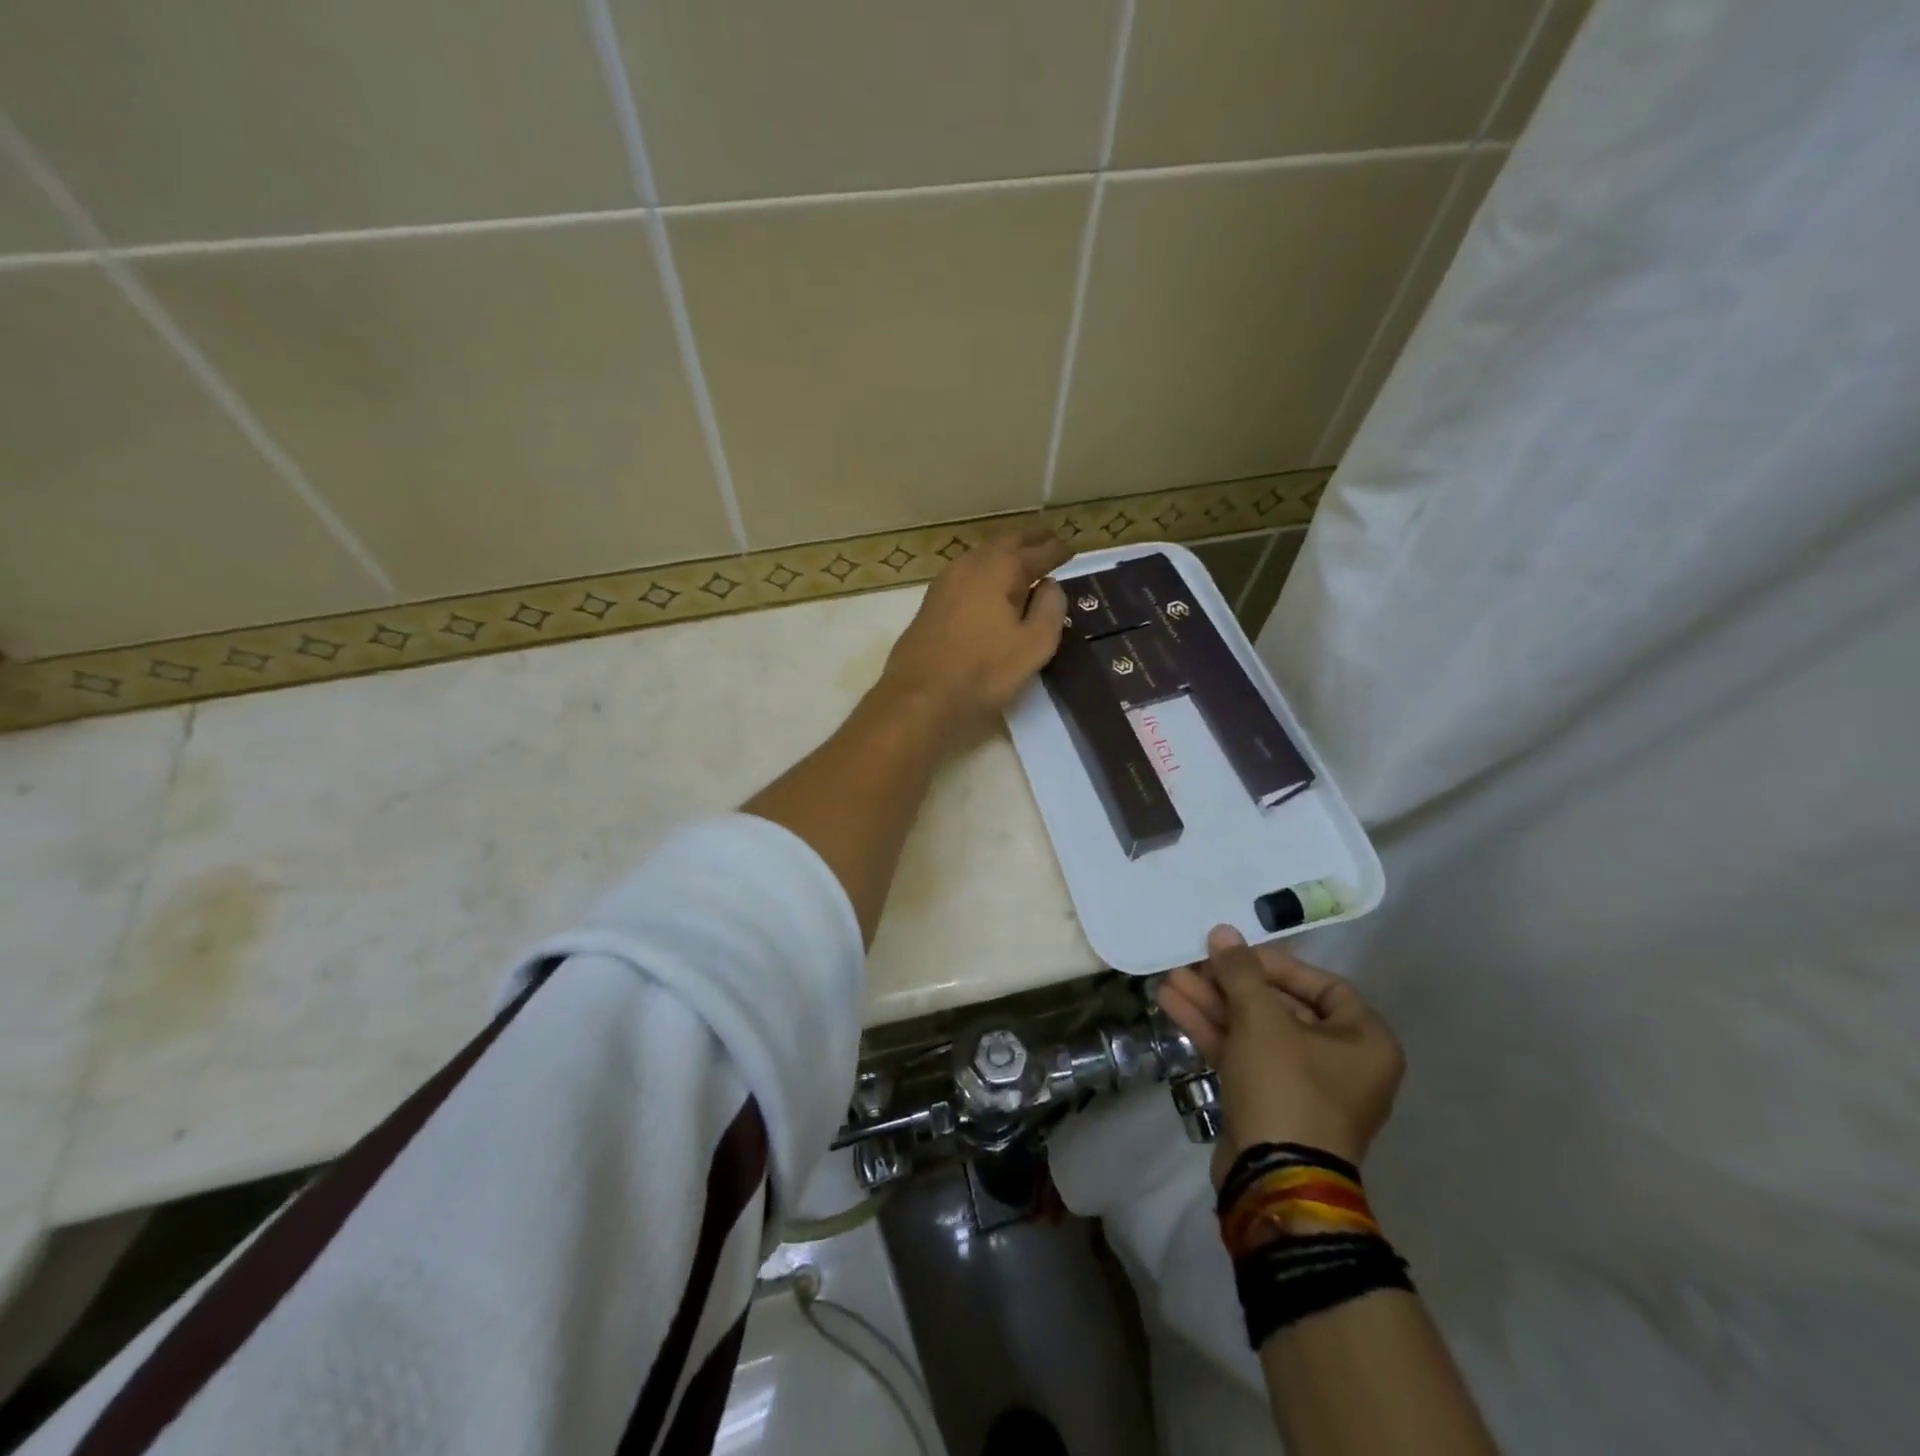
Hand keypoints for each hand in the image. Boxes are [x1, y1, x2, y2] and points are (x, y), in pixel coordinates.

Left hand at [878, 524, 1069, 738]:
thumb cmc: (983, 671)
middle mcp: (971, 564)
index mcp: (1000, 568)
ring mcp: (946, 580)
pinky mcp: (932, 601)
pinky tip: (992, 584)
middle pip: (1006, 543)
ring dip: (1007, 553)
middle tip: (1050, 539)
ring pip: (983, 555)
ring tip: (1025, 559)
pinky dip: (988, 570)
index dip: (1057, 550)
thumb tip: (1050, 584)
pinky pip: (968, 573)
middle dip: (1030, 540)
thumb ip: (1050, 609)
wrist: (919, 695)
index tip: (1073, 548)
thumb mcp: (1034, 645)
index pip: (1037, 551)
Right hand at [1159, 926, 1404, 1170]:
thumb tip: (1223, 932)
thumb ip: (1241, 972)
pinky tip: (1173, 1006)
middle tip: (1194, 963)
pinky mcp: (1268, 1102)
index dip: (1276, 964)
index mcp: (1364, 1041)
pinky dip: (1212, 1031)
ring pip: (1254, 1031)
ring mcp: (1302, 1086)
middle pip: (1280, 1006)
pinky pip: (1242, 1055)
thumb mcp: (1263, 1020)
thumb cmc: (1286, 1087)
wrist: (1273, 1180)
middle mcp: (1341, 1062)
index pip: (1322, 985)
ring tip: (1170, 979)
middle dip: (1231, 984)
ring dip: (1213, 1004)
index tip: (1236, 954)